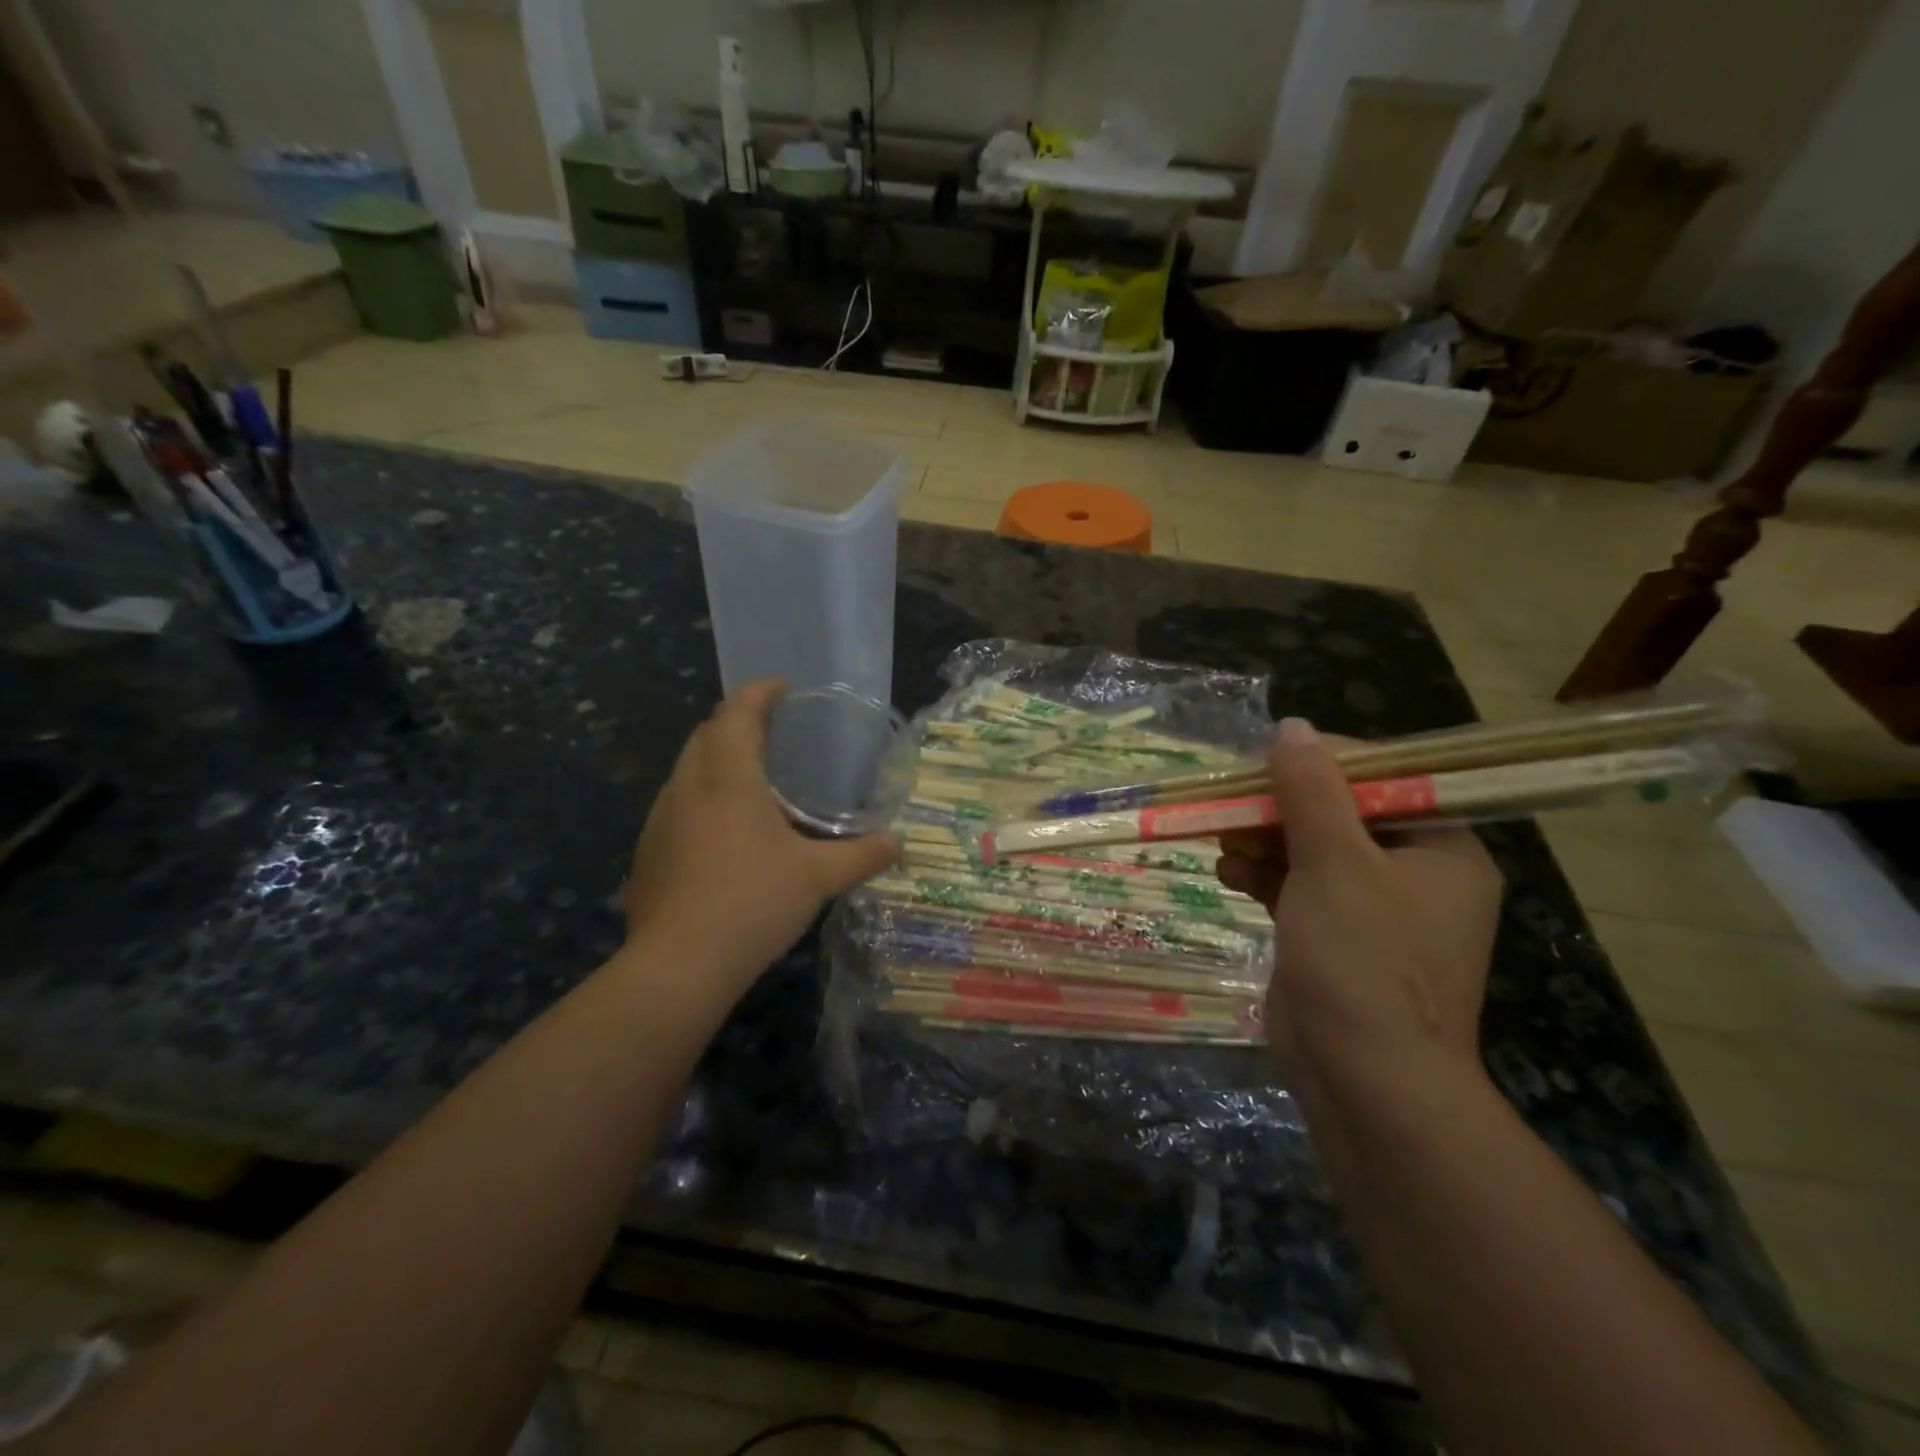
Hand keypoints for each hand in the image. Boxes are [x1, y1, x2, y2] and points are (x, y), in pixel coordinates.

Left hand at [622, 680, 896, 996]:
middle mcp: (687, 787)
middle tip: (774, 730)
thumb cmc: (752, 903)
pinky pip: (677, 804)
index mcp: (728, 778)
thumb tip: (898, 843)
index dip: (759, 693)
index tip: (783, 687)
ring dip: (716, 758)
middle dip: (737, 721)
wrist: (678, 966)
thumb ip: (861, 855)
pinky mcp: (648, 851)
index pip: (737, 713)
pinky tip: (725, 829)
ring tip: (753, 776)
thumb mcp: (818, 877)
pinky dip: (702, 795)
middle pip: (707, 734)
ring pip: (687, 768)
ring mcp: (661, 819)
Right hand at [1216, 718, 1503, 1086]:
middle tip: (1233, 805)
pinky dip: (1264, 877)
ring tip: (1223, 842)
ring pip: (1311, 850)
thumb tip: (1291, 726)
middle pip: (1339, 813)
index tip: (1265, 763)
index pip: (1382, 778)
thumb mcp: (1335, 864)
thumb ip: (1311, 792)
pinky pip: (1298, 887)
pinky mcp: (1336, 936)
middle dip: (1281, 808)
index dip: (1321, 763)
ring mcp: (1374, 909)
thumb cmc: (1363, 961)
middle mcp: (1414, 873)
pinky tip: (1228, 875)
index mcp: (1441, 848)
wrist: (1364, 1080)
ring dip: (1264, 842)